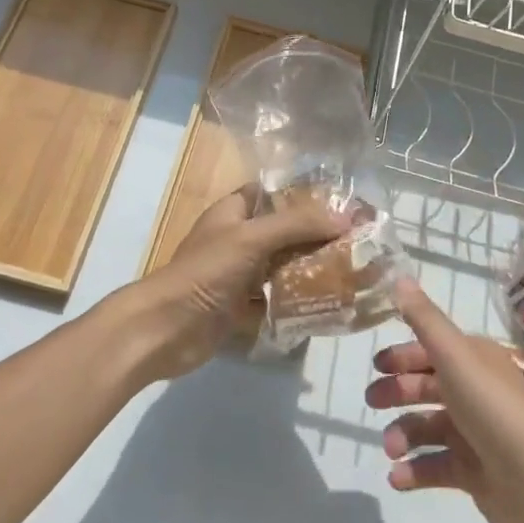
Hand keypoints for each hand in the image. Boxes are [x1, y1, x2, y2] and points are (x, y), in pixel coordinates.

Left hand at [120, 185, 345, 382]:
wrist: (166, 329)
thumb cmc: (206, 272)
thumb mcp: (252, 238)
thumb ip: (297, 224)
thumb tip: (346, 216)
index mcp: (233, 212)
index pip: (272, 193)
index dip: (303, 195)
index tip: (340, 203)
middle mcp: (237, 239)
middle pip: (283, 232)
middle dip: (316, 236)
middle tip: (357, 241)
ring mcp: (238, 275)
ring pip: (282, 266)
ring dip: (310, 269)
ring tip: (352, 271)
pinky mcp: (241, 307)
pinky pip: (275, 299)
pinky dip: (297, 301)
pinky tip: (329, 304)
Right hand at [365, 278, 523, 522]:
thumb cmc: (493, 410)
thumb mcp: (454, 356)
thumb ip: (424, 319)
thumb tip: (398, 276)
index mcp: (474, 361)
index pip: (431, 350)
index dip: (403, 355)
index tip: (375, 365)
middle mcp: (475, 392)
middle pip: (426, 387)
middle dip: (397, 393)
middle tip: (372, 402)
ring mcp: (475, 434)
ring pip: (427, 427)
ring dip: (402, 435)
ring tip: (391, 449)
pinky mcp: (475, 473)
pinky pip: (436, 466)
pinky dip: (414, 471)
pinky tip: (396, 477)